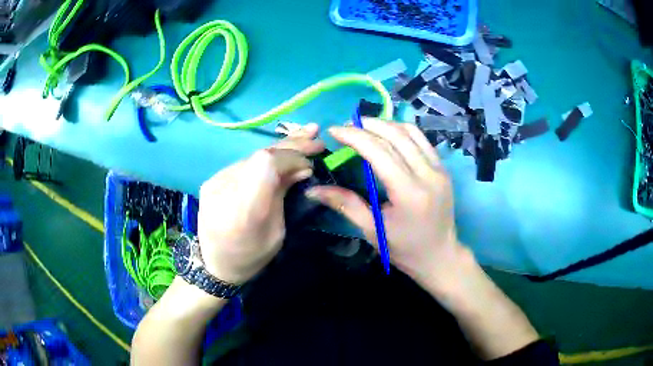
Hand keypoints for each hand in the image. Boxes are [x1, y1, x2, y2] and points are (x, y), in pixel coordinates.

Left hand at [197, 124, 324, 283]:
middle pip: (260, 154)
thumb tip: (300, 168)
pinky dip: (266, 156)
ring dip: (280, 146)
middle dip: (291, 144)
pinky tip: (281, 150)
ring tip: (304, 134)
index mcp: (243, 210)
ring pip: (253, 154)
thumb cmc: (250, 257)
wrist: (214, 263)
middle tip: (315, 136)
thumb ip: (284, 196)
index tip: (310, 164)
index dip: (291, 157)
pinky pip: (245, 162)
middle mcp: (225, 188)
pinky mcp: (213, 178)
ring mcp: (215, 180)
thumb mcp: (277, 233)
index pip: (266, 164)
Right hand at [307, 118, 468, 289]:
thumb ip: (345, 205)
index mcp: (409, 193)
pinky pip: (422, 139)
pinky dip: (402, 131)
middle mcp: (427, 175)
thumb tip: (313, 190)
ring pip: (411, 132)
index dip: (354, 136)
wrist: (440, 256)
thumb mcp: (372, 230)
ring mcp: (439, 169)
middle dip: (367, 125)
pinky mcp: (443, 168)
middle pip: (395, 136)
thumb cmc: (405, 249)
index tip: (334, 131)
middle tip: (346, 126)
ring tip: (364, 127)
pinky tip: (387, 134)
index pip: (379, 151)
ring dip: (385, 124)